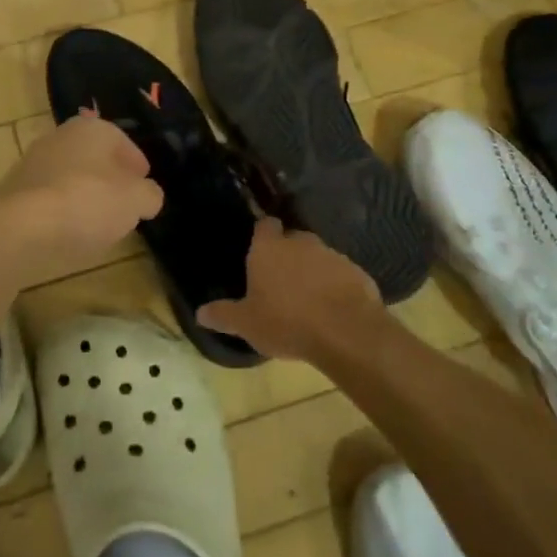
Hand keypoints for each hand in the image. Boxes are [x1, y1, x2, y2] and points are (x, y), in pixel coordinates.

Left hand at [0, 116, 162, 287]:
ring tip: (98, 224)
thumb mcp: (136, 200)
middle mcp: (60, 137)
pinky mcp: (14, 192)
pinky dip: (61, 212)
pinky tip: (69, 233)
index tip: (144, 187)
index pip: (123, 142)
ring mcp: (33, 163)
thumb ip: (149, 195)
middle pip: (94, 158)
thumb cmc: (87, 202)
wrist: (19, 227)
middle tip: (124, 205)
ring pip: (70, 177)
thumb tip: (148, 196)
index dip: (137, 165)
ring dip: (85, 196)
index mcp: (92, 128)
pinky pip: (49, 199)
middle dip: (110, 179)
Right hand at [198, 218, 387, 363]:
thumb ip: (224, 314)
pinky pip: (339, 273)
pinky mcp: (356, 271)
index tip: (259, 251)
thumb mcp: (247, 324)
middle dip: (287, 256)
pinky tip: (332, 308)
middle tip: (280, 282)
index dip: (263, 235)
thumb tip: (200, 313)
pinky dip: (335, 285)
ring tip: (307, 299)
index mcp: (269, 248)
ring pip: (317, 256)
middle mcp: (300, 242)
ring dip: (312, 271)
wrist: (345, 331)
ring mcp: (331, 254)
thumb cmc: (286, 322)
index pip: (265, 225)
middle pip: (291, 240)